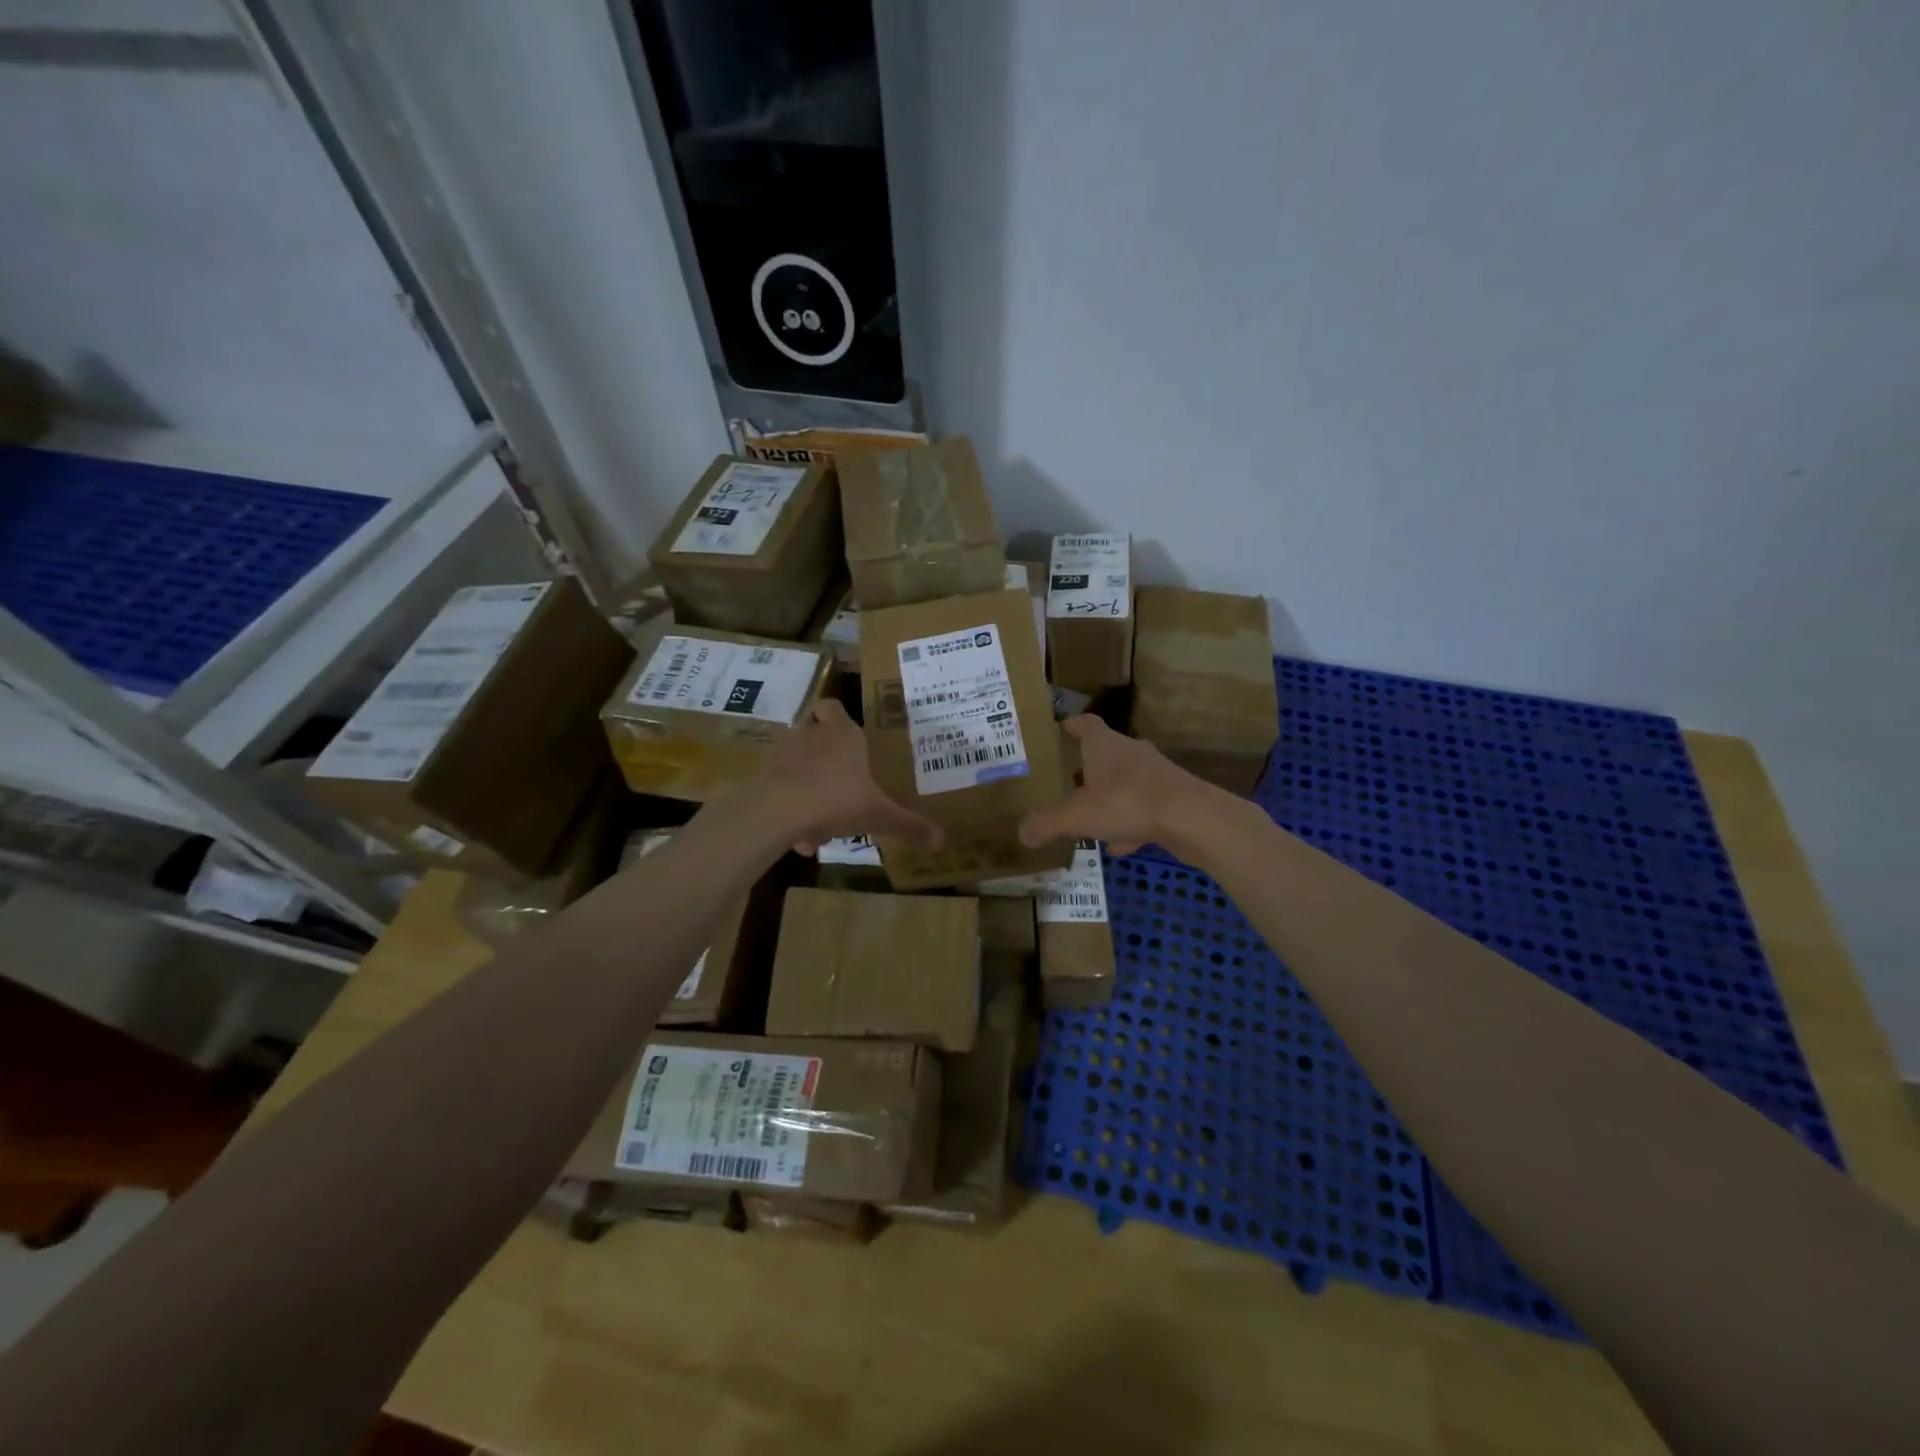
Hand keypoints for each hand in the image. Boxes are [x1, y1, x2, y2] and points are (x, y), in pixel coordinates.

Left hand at [751, 698, 939, 853]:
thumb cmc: (837, 799)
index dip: (837, 716)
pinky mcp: (760, 775)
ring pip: (793, 763)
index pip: (834, 707)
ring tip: (818, 823)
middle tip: (837, 781)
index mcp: (842, 735)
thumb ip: (908, 826)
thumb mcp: (879, 816)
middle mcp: (810, 735)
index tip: (845, 733)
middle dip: (822, 755)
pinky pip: (777, 789)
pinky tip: (798, 838)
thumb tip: (941, 840)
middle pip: (812, 732)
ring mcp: (780, 753)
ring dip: (804, 785)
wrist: (777, 810)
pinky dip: (787, 808)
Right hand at [1018, 715, 1218, 855]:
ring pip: (1126, 782)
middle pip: (1106, 753)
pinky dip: (1130, 822)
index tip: (1061, 727)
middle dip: (1088, 766)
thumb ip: (1047, 823)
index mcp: (1105, 746)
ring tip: (1090, 817)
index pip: (1086, 724)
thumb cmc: (1127, 802)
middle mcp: (1131, 752)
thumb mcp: (1076, 816)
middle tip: (1067, 779)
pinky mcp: (1173, 798)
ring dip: (1109, 797)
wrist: (1192, 818)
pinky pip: (1143, 807)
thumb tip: (1022, 833)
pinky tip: (1120, 845)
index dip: (1072, 725)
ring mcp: (1156, 775)